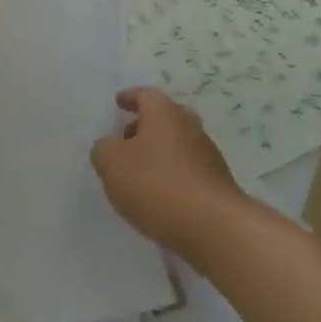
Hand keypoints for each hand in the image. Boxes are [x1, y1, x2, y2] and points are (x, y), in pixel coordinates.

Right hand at [90, 87, 245, 254]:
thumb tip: (108, 147)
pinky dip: (172, 176)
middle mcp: (189, 126)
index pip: (145, 94)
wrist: (214, 227)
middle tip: (126, 139)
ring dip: (159, 153)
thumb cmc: (156, 185)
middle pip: (166, 117)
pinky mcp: (217, 185)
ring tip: (139, 174)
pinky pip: (188, 171)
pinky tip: (160, 196)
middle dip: (145, 125)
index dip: (130, 97)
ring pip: (178, 145)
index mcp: (165, 113)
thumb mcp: (112, 164)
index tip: (118, 102)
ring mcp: (208, 156)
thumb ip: (103, 149)